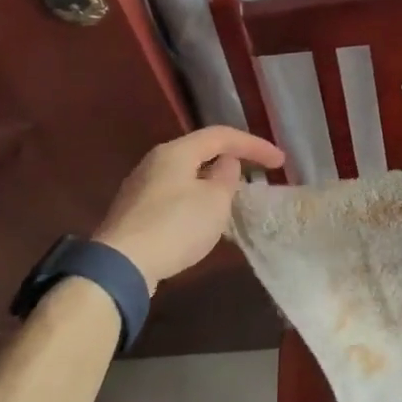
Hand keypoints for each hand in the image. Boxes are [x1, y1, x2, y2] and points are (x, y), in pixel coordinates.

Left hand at [93, 126, 284, 290]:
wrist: (121, 266)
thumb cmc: (175, 226)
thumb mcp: (215, 201)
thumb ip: (227, 177)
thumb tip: (226, 164)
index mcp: (176, 151)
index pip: (222, 135)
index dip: (254, 145)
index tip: (280, 162)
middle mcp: (155, 161)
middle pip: (201, 152)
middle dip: (232, 161)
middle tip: (256, 175)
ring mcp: (141, 187)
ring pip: (187, 175)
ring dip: (213, 183)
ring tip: (234, 199)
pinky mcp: (136, 212)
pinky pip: (175, 195)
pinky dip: (197, 200)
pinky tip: (205, 220)